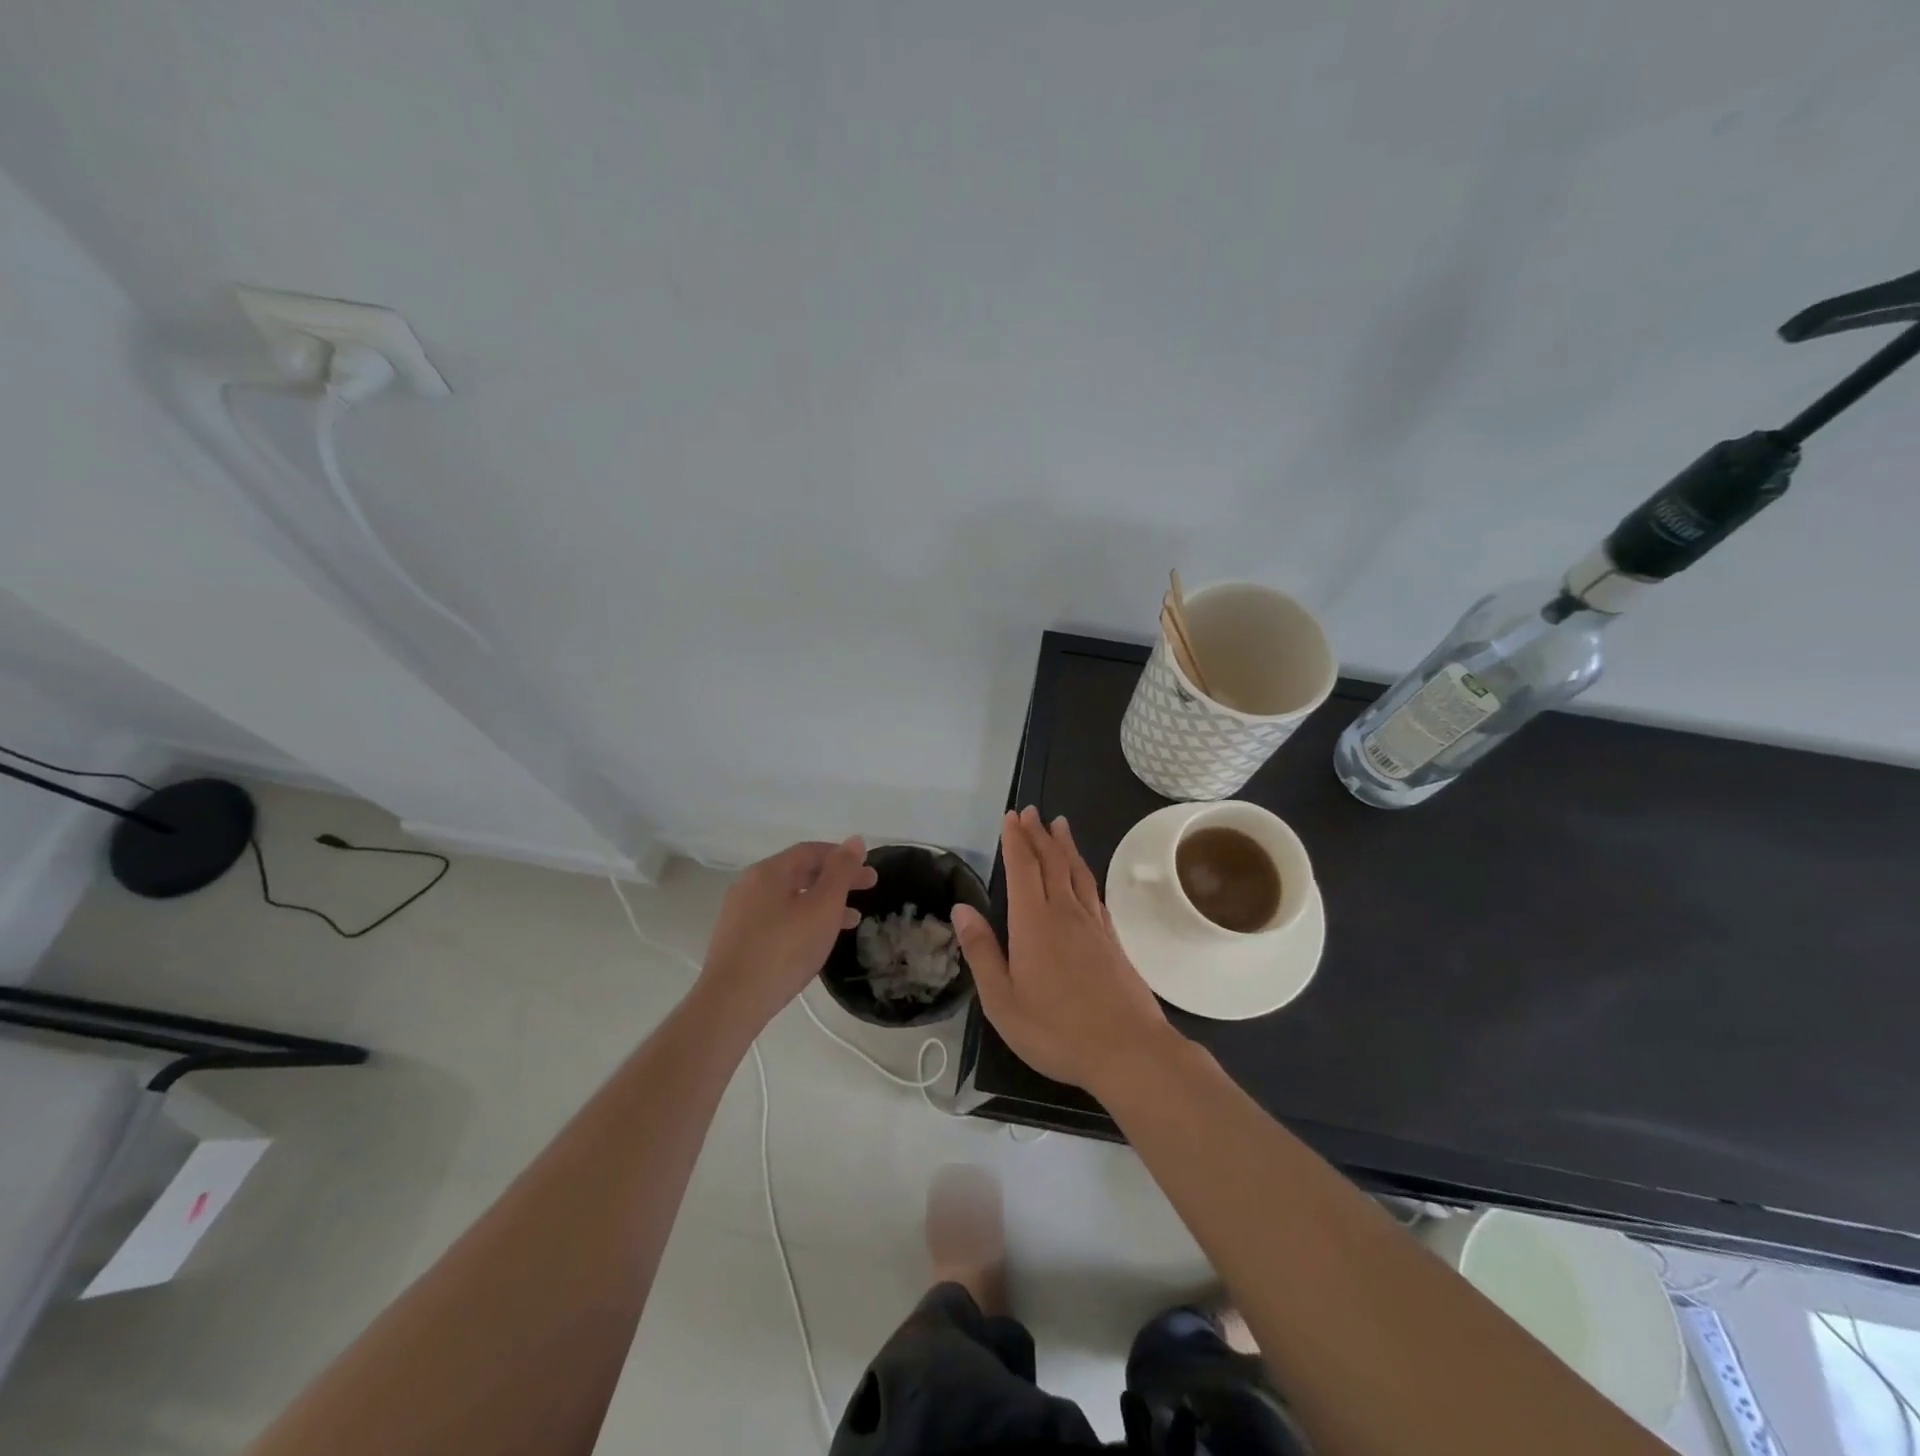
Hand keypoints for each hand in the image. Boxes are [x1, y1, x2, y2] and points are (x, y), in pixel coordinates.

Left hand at [699, 838, 876, 1028]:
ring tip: (851, 920)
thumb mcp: (823, 907)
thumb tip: (854, 840)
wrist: (732, 1003)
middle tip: (868, 889)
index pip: (810, 851)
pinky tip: (816, 940)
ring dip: (822, 903)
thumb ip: (841, 872)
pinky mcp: (737, 939)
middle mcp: (749, 885)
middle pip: (799, 872)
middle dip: (836, 880)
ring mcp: (740, 913)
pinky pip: (777, 918)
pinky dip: (803, 919)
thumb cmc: (784, 950)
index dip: (843, 857)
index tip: (869, 871)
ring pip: (790, 897)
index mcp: (768, 871)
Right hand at [952, 808, 1176, 1095]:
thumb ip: (982, 952)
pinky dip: (1085, 873)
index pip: (1022, 869)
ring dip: (1065, 846)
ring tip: (1059, 825)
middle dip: (1038, 834)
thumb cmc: (1056, 1030)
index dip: (1015, 840)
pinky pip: (1094, 892)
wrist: (1128, 1050)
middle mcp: (1065, 913)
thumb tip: (962, 908)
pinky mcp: (1112, 939)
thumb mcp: (1003, 1000)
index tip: (1011, 817)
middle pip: (1051, 862)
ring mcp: (1093, 925)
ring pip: (1076, 872)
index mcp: (1034, 923)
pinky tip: (1083, 875)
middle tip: (1031, 812)